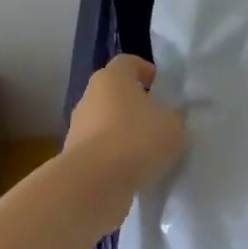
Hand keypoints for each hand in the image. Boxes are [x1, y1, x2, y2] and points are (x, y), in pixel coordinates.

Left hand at [63, 55, 186, 230]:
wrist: (91, 186)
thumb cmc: (135, 140)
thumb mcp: (173, 125)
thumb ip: (173, 117)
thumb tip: (169, 119)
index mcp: (112, 78)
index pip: (128, 62)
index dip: (146, 71)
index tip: (162, 88)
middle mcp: (90, 98)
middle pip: (115, 94)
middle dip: (135, 105)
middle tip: (158, 121)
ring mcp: (77, 129)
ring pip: (105, 124)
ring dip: (123, 134)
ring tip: (148, 153)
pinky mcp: (73, 159)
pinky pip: (100, 152)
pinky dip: (114, 159)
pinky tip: (133, 173)